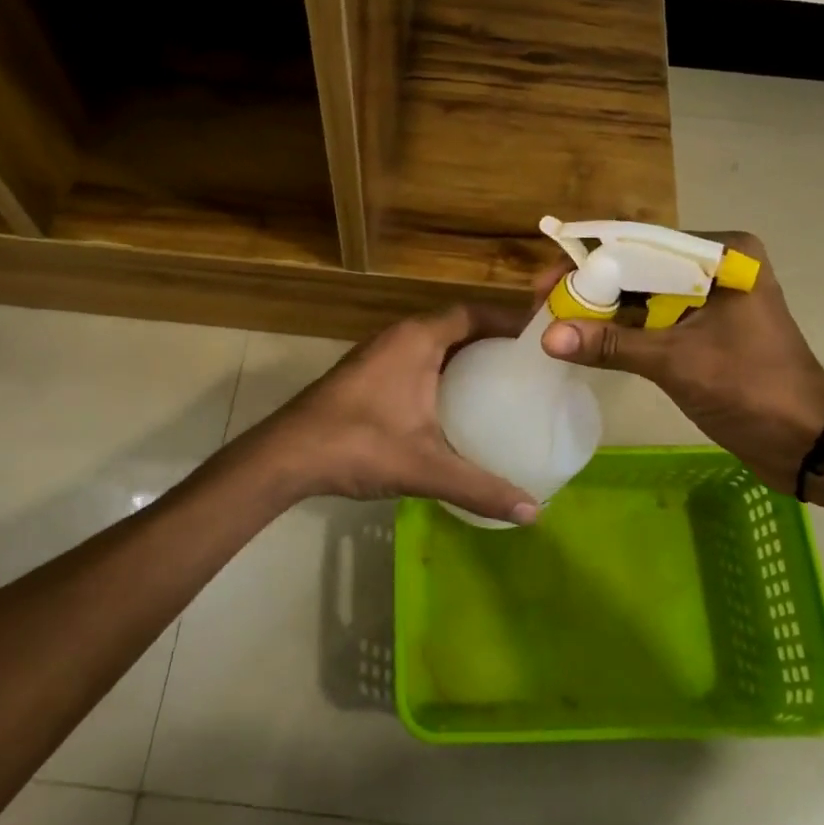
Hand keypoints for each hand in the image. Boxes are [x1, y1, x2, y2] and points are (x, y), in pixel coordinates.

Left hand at [250, 304, 541, 523]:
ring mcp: (376, 354)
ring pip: (430, 344)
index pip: (471, 312)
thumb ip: (480, 487)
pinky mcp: (364, 375)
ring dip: (462, 356)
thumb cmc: (359, 445)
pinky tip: (452, 405)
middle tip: (525, 366)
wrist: (286, 456)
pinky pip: (413, 361)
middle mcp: (397, 337)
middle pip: (454, 325)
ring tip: (498, 383)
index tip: (537, 340)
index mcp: (416, 339)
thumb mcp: (426, 467)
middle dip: (489, 340)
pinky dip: (439, 372)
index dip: (506, 321)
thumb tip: (533, 512)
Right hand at [538, 232, 823, 486]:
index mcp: (721, 255)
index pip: (639, 245)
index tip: (546, 282)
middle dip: (589, 288)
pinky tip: (584, 338)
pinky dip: (620, 330)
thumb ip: (610, 346)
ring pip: (640, 295)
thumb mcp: (676, 361)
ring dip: (601, 311)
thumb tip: (548, 338)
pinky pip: (652, 319)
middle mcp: (714, 266)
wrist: (807, 441)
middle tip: (543, 305)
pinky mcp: (703, 327)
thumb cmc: (751, 388)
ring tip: (553, 322)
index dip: (587, 263)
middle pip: (636, 268)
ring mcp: (709, 298)